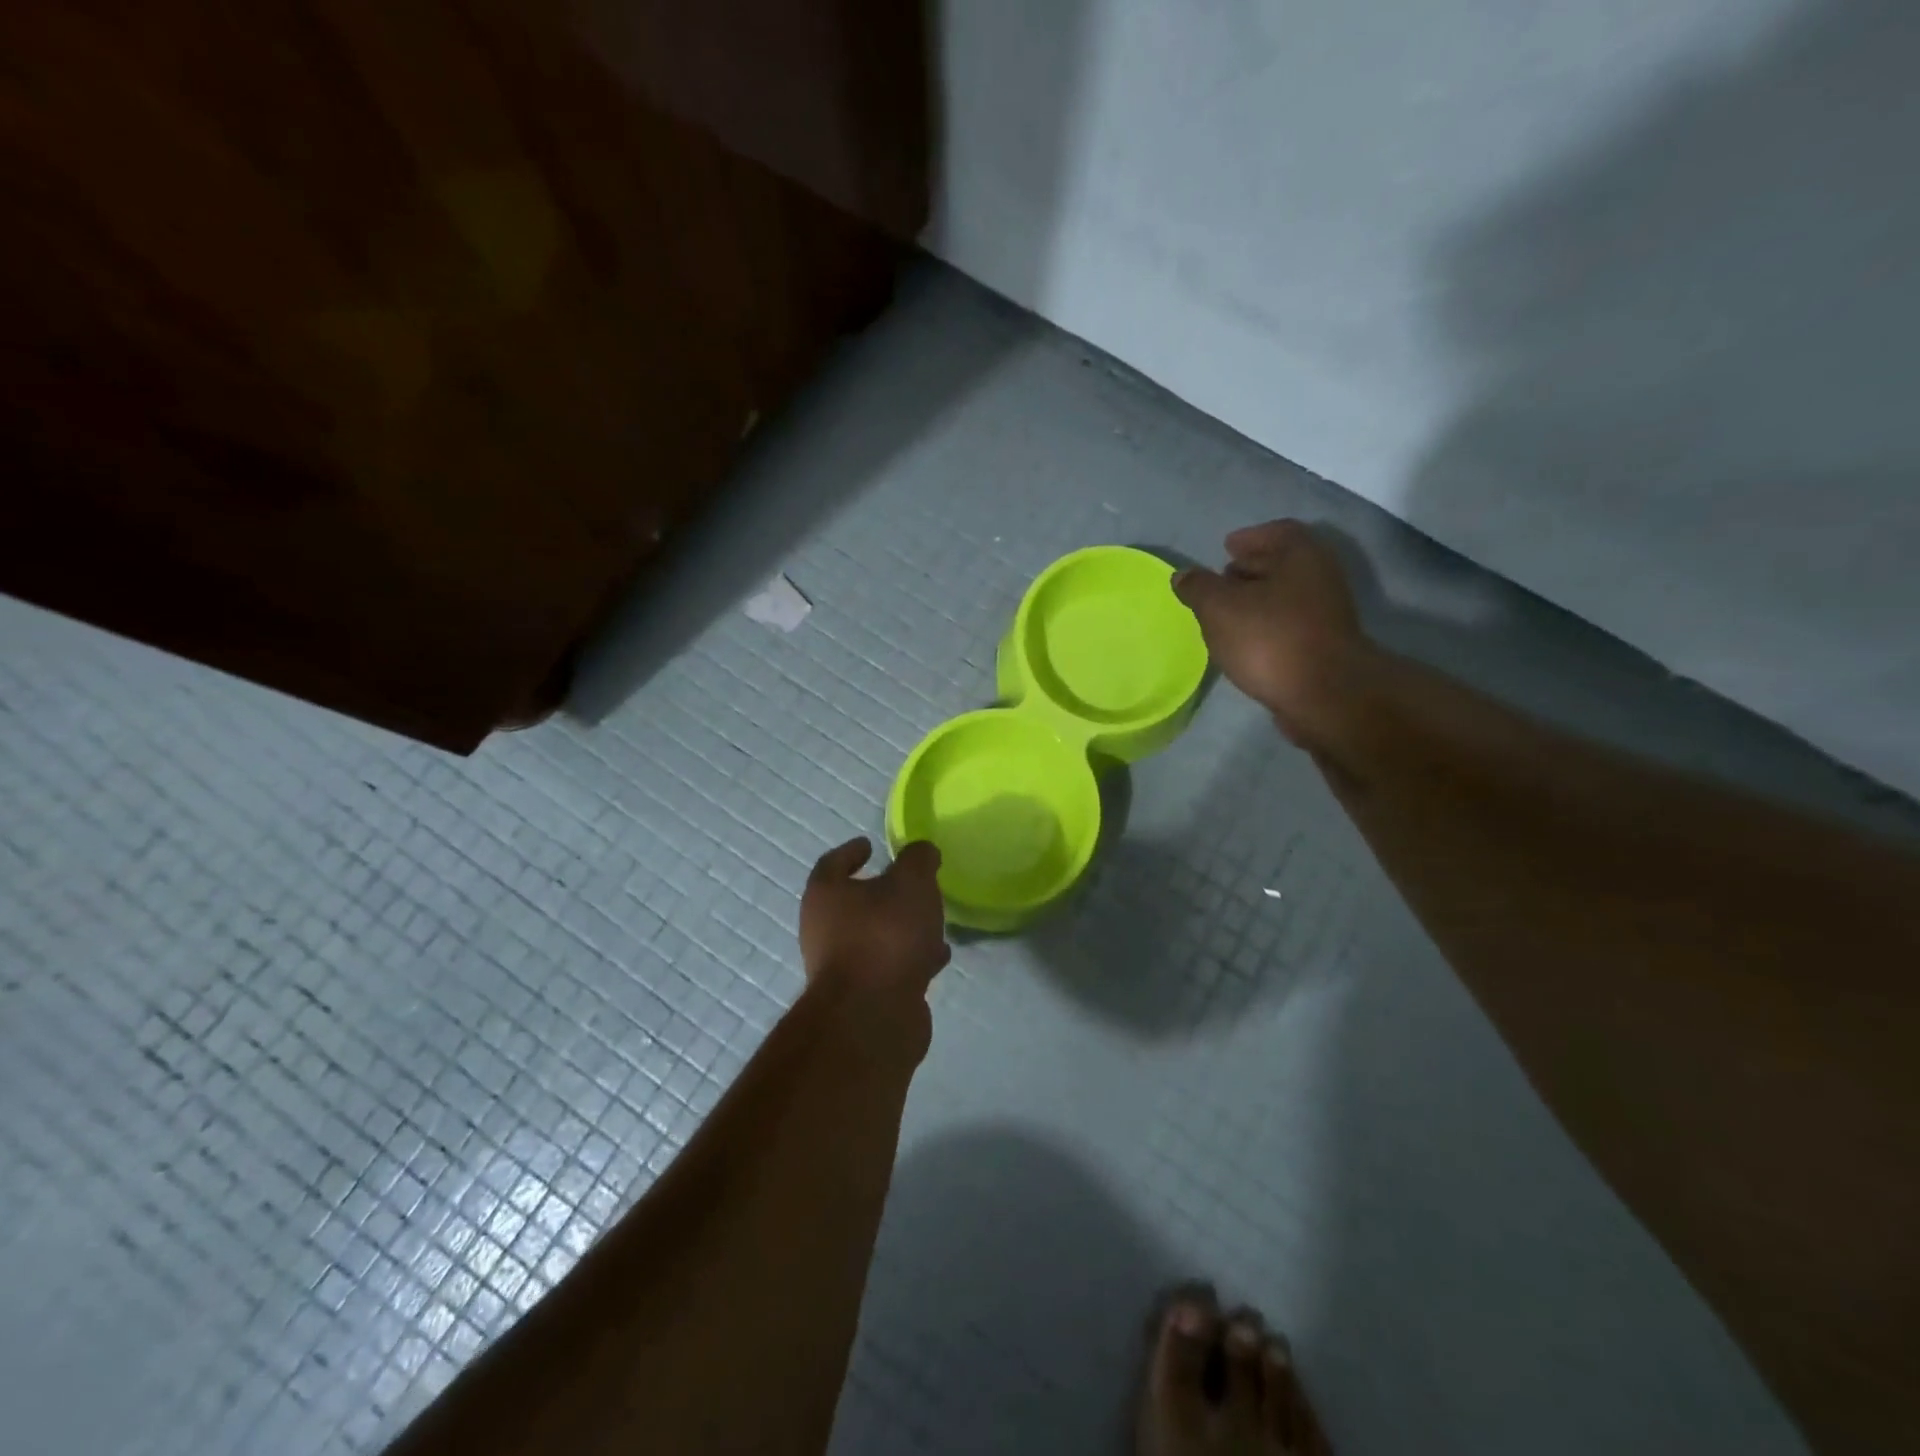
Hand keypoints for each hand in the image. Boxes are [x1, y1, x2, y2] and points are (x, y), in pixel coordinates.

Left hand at [800, 838, 950, 997]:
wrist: (873, 1015)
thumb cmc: (885, 935)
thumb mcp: (911, 882)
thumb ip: (918, 860)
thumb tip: (921, 852)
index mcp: (825, 895)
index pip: (832, 863)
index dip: (851, 851)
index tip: (870, 845)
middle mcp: (824, 929)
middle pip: (852, 903)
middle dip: (882, 894)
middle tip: (911, 885)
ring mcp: (841, 967)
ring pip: (874, 937)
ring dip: (901, 929)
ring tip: (933, 921)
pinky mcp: (862, 997)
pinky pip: (888, 966)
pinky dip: (910, 958)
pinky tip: (937, 957)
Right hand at [1173, 520, 1366, 745]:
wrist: (1324, 695)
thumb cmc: (1269, 638)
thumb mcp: (1218, 608)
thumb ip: (1198, 587)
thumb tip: (1183, 575)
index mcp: (1301, 555)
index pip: (1276, 532)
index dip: (1249, 538)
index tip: (1226, 548)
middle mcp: (1320, 577)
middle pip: (1282, 564)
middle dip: (1250, 570)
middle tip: (1220, 581)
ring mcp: (1327, 614)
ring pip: (1285, 597)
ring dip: (1257, 602)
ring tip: (1225, 616)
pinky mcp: (1324, 646)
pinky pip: (1289, 625)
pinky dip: (1267, 627)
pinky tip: (1245, 643)